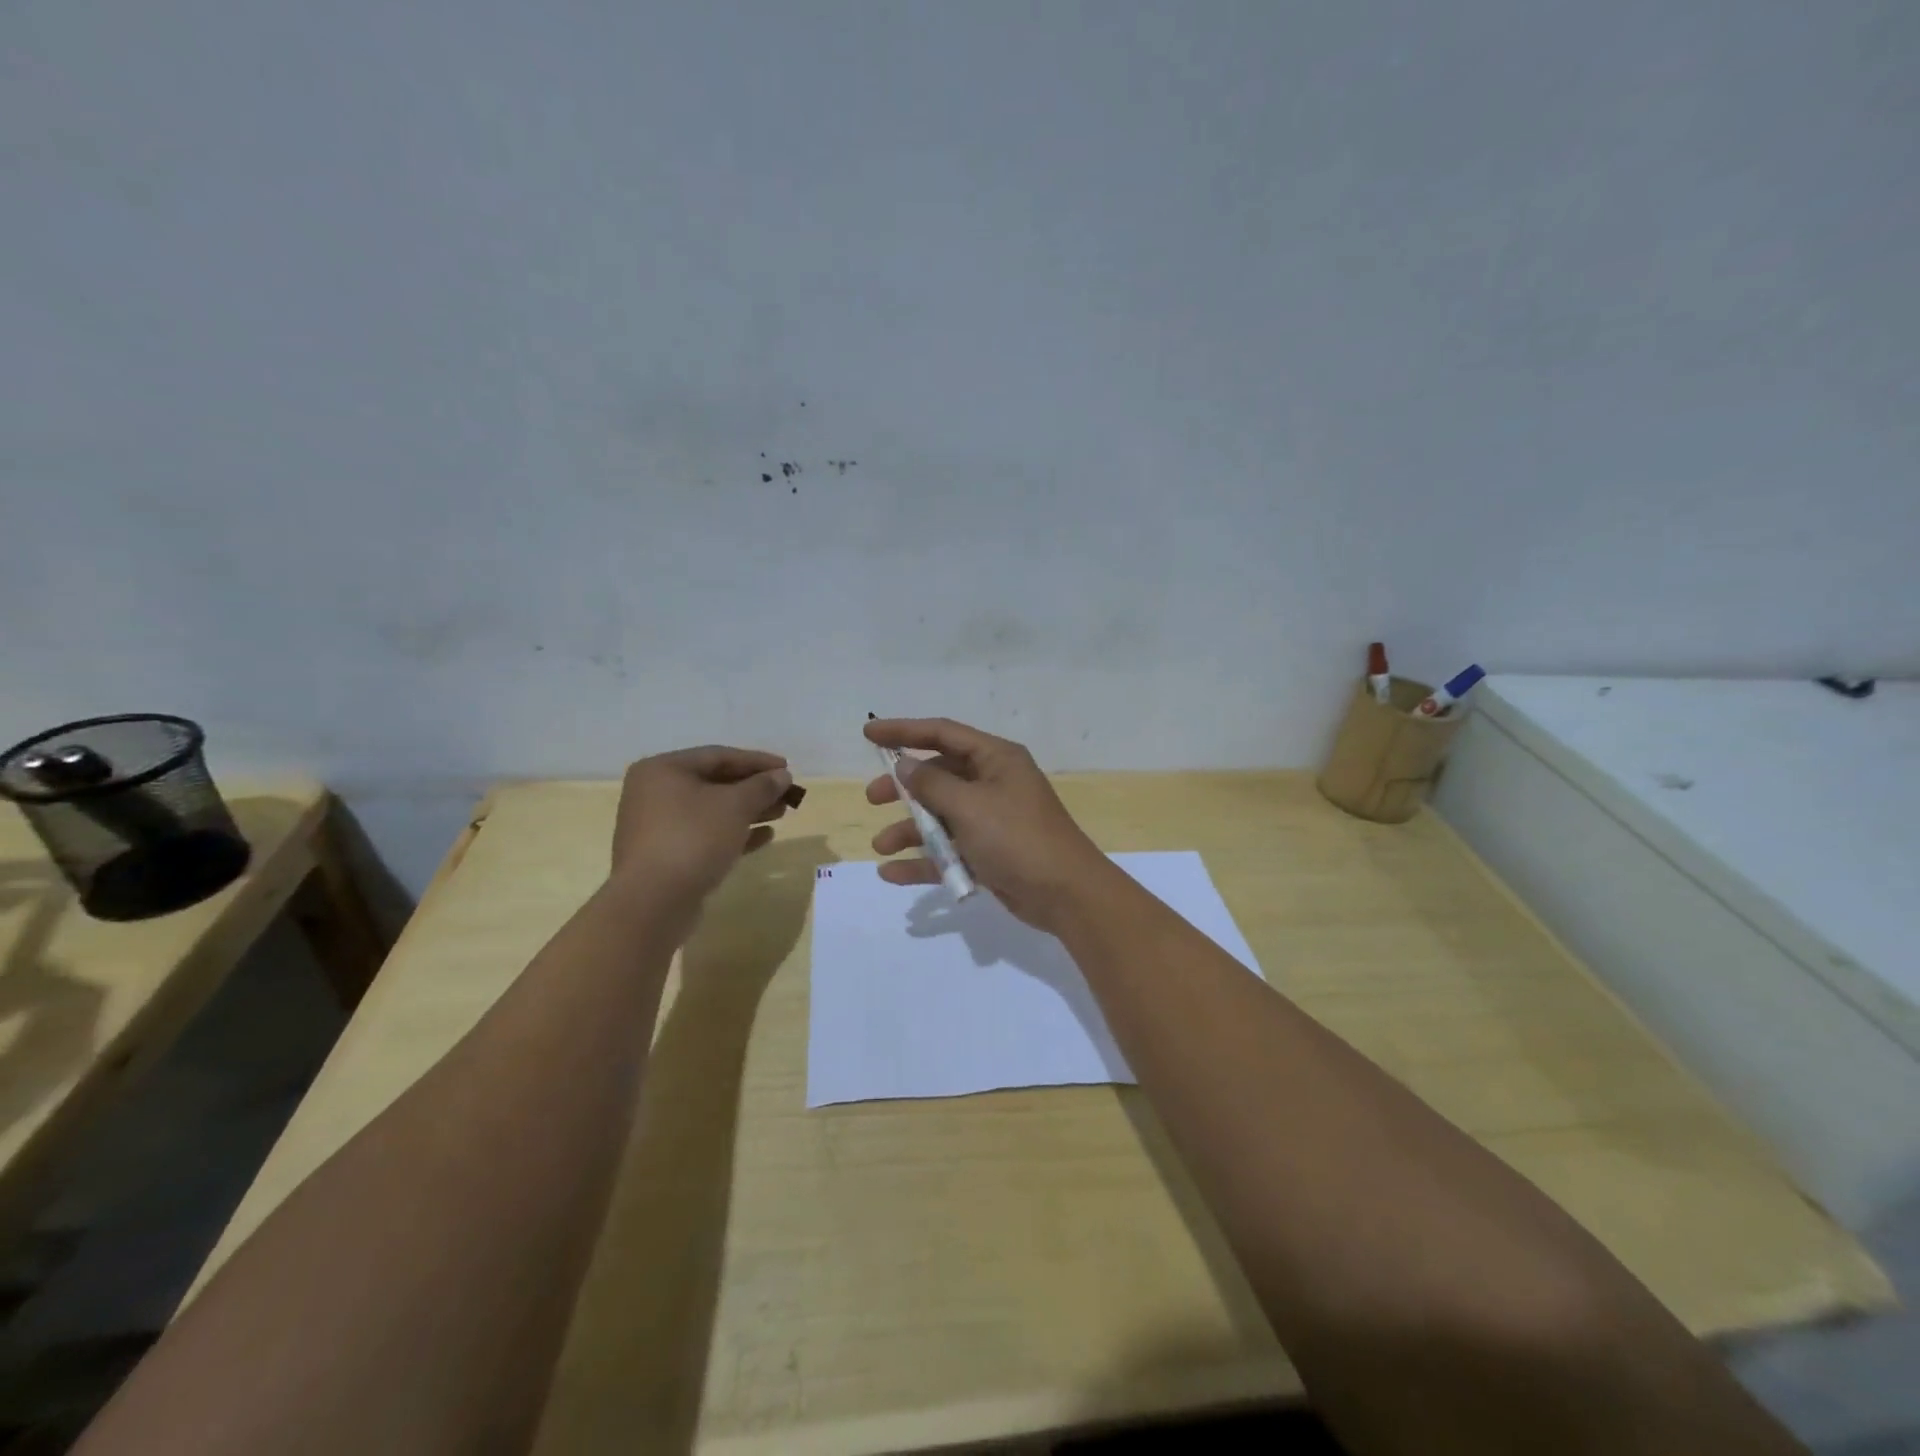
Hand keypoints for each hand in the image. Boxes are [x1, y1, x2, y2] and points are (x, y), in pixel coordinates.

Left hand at [610, 746, 793, 901]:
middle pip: (714, 783)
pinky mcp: (665, 856)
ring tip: (781, 814)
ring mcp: (658, 827)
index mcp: (663, 770)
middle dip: (753, 789)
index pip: (718, 756)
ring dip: (748, 811)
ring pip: (711, 811)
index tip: (787, 768)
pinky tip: (764, 837)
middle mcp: (654, 793)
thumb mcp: (735, 805)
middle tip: (786, 794)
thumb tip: (782, 776)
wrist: (653, 902)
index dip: (757, 761)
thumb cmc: (693, 838)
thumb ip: (762, 786)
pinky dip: (734, 834)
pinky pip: (705, 836)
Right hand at [864, 718, 1111, 930]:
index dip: (904, 731)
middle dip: (904, 788)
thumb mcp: (970, 806)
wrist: (1065, 893)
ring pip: (940, 817)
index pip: (942, 734)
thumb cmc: (1017, 838)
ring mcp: (991, 820)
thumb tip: (905, 765)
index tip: (868, 733)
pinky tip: (892, 874)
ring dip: (910, 829)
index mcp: (995, 759)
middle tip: (873, 798)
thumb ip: (932, 784)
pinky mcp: (989, 853)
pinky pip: (948, 850)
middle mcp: (992, 783)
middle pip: (938, 776)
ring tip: (881, 846)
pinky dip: (923, 860)